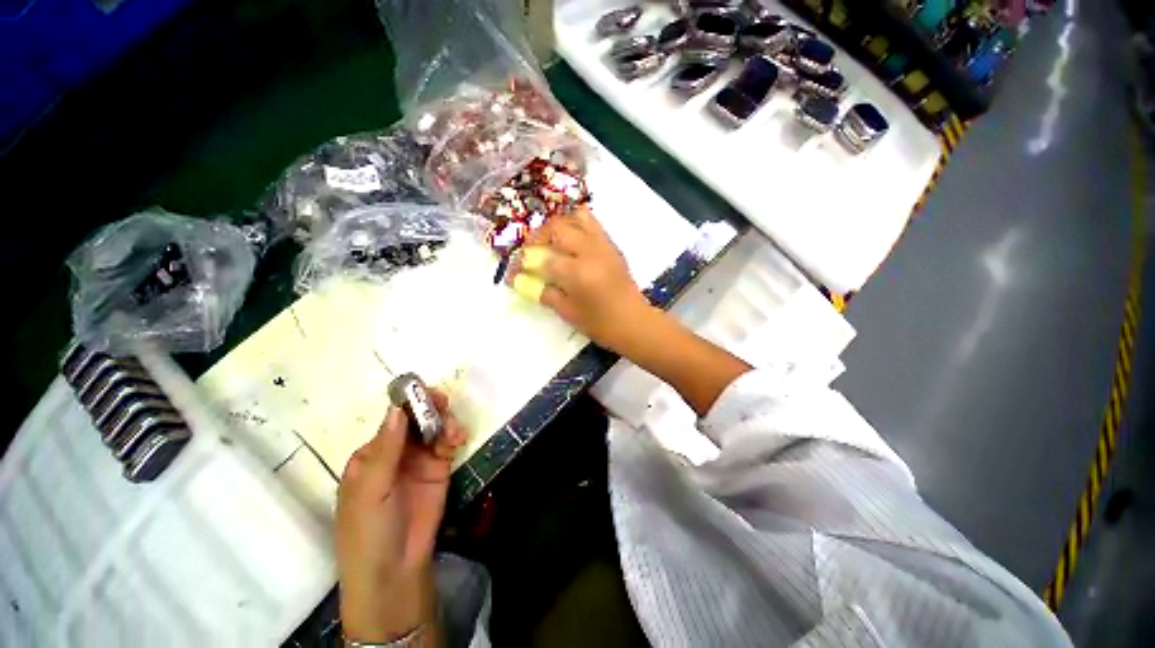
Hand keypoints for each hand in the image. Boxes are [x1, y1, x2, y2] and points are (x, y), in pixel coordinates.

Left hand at [336, 390, 466, 643]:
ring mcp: (419, 461)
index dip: (408, 404)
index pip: (391, 420)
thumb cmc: (369, 530)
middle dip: (430, 409)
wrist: (394, 570)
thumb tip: (396, 409)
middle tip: (444, 403)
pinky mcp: (439, 470)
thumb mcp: (370, 490)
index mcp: (371, 455)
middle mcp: (395, 453)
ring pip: (434, 429)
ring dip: (445, 423)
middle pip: (415, 420)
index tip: (425, 392)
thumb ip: (385, 449)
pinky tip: (458, 439)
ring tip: (454, 432)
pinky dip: (454, 436)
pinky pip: (447, 444)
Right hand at [507, 206, 652, 352]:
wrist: (634, 322)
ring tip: (551, 241)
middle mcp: (590, 251)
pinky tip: (570, 242)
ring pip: (576, 217)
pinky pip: (592, 223)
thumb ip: (544, 293)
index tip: (515, 269)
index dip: (524, 262)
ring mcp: (603, 245)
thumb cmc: (600, 323)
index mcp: (577, 272)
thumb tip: (521, 281)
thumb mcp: (568, 312)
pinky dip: (576, 225)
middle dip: (538, 237)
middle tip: (532, 251)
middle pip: (557, 228)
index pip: (542, 258)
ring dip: (558, 225)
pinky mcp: (612, 246)